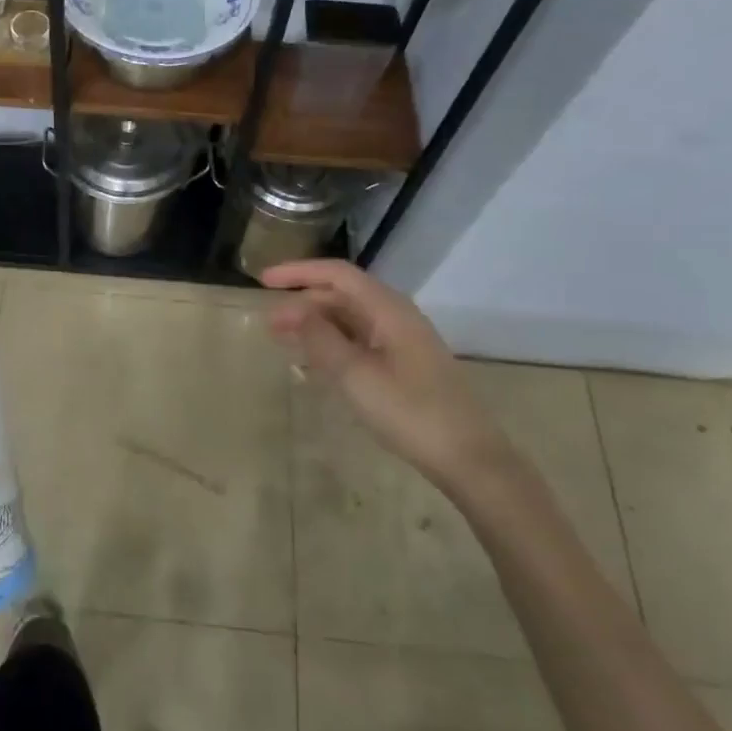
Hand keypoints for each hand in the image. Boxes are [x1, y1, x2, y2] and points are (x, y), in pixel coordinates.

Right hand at [263, 259, 509, 486]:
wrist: (468, 458)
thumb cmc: (410, 412)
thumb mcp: (356, 375)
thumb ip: (321, 338)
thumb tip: (292, 309)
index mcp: (388, 310)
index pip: (337, 275)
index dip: (299, 272)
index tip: (263, 281)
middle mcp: (396, 317)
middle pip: (343, 296)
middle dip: (302, 303)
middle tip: (267, 323)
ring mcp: (402, 342)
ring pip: (350, 320)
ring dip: (315, 325)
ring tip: (282, 340)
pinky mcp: (404, 366)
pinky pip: (359, 342)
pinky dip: (332, 345)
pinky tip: (314, 363)